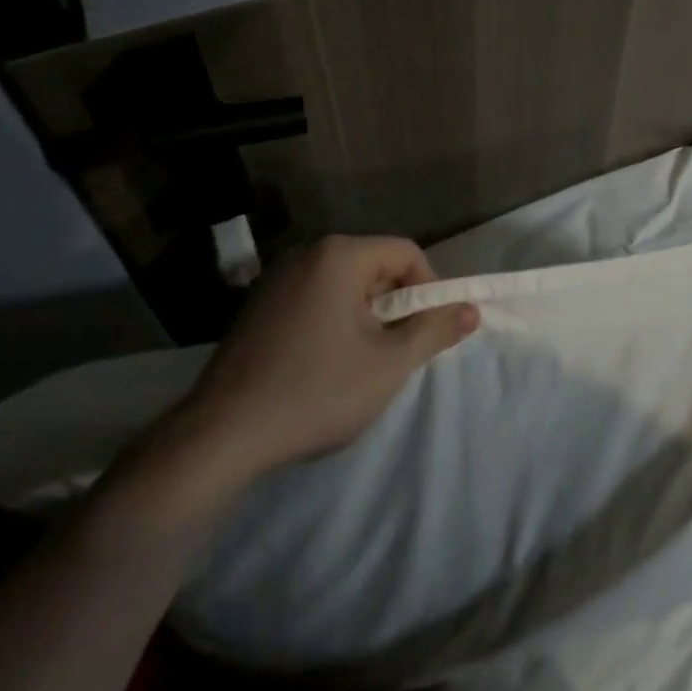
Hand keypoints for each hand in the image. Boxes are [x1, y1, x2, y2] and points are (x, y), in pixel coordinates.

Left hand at [128, 236, 479, 520]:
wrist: (220, 437)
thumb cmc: (316, 392)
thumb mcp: (389, 364)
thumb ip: (434, 330)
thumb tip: (471, 308)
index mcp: (339, 255)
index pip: (405, 253)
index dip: (428, 288)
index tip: (426, 331)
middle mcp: (306, 254)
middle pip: (374, 266)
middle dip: (394, 304)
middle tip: (396, 352)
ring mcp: (275, 280)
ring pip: (343, 285)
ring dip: (364, 316)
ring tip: (361, 364)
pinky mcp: (256, 308)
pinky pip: (312, 300)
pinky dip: (332, 322)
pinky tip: (322, 367)